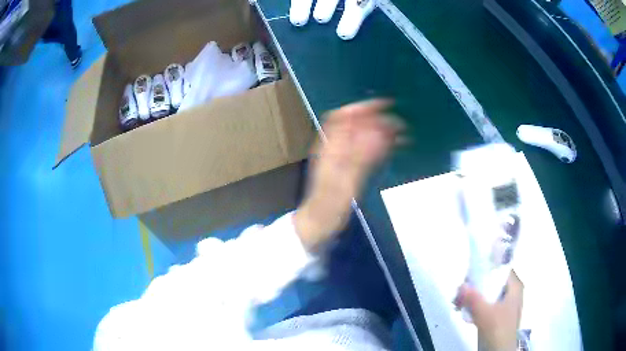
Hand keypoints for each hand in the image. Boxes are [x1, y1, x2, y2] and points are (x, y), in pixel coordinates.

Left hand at [294, 100, 399, 251]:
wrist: (319, 223)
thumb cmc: (328, 206)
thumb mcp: (345, 182)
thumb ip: (362, 157)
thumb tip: (381, 131)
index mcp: (329, 147)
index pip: (343, 116)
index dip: (362, 107)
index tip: (386, 105)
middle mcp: (334, 147)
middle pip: (354, 123)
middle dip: (377, 119)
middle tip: (400, 124)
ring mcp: (340, 156)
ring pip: (361, 135)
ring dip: (380, 130)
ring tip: (401, 133)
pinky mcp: (348, 166)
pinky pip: (365, 148)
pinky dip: (379, 143)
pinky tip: (392, 146)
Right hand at [455, 271, 523, 350]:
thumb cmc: (498, 329)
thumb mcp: (485, 313)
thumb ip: (473, 298)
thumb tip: (461, 284)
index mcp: (514, 287)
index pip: (501, 268)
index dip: (486, 267)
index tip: (469, 273)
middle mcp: (510, 292)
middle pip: (492, 281)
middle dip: (474, 285)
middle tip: (459, 291)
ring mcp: (503, 305)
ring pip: (486, 293)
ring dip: (471, 297)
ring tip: (457, 303)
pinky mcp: (496, 315)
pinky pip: (484, 304)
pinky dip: (473, 306)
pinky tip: (462, 311)